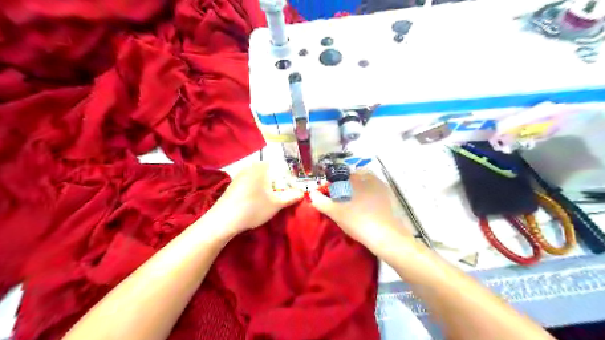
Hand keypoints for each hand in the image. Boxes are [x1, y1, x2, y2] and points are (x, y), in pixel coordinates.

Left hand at [213, 162, 307, 235]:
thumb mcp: (276, 204)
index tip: (293, 191)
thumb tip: (302, 193)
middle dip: (279, 183)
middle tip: (283, 197)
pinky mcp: (234, 183)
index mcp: (263, 166)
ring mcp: (241, 174)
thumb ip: (291, 197)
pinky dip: (258, 189)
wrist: (223, 220)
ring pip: (261, 178)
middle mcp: (251, 166)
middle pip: (271, 172)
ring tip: (271, 200)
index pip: (282, 167)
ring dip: (268, 187)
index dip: (290, 179)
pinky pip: (251, 182)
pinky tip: (257, 201)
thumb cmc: (254, 208)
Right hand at [309, 171, 413, 255]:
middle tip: (340, 199)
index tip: (330, 195)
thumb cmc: (357, 221)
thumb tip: (312, 193)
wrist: (385, 236)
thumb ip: (321, 201)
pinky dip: (368, 195)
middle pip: (353, 177)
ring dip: (357, 189)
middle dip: (345, 185)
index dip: (333, 184)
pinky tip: (365, 207)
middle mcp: (370, 178)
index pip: (340, 176)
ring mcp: (382, 187)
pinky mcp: (389, 197)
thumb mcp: (335, 212)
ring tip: (352, 203)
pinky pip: (375, 190)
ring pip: (365, 183)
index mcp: (357, 179)